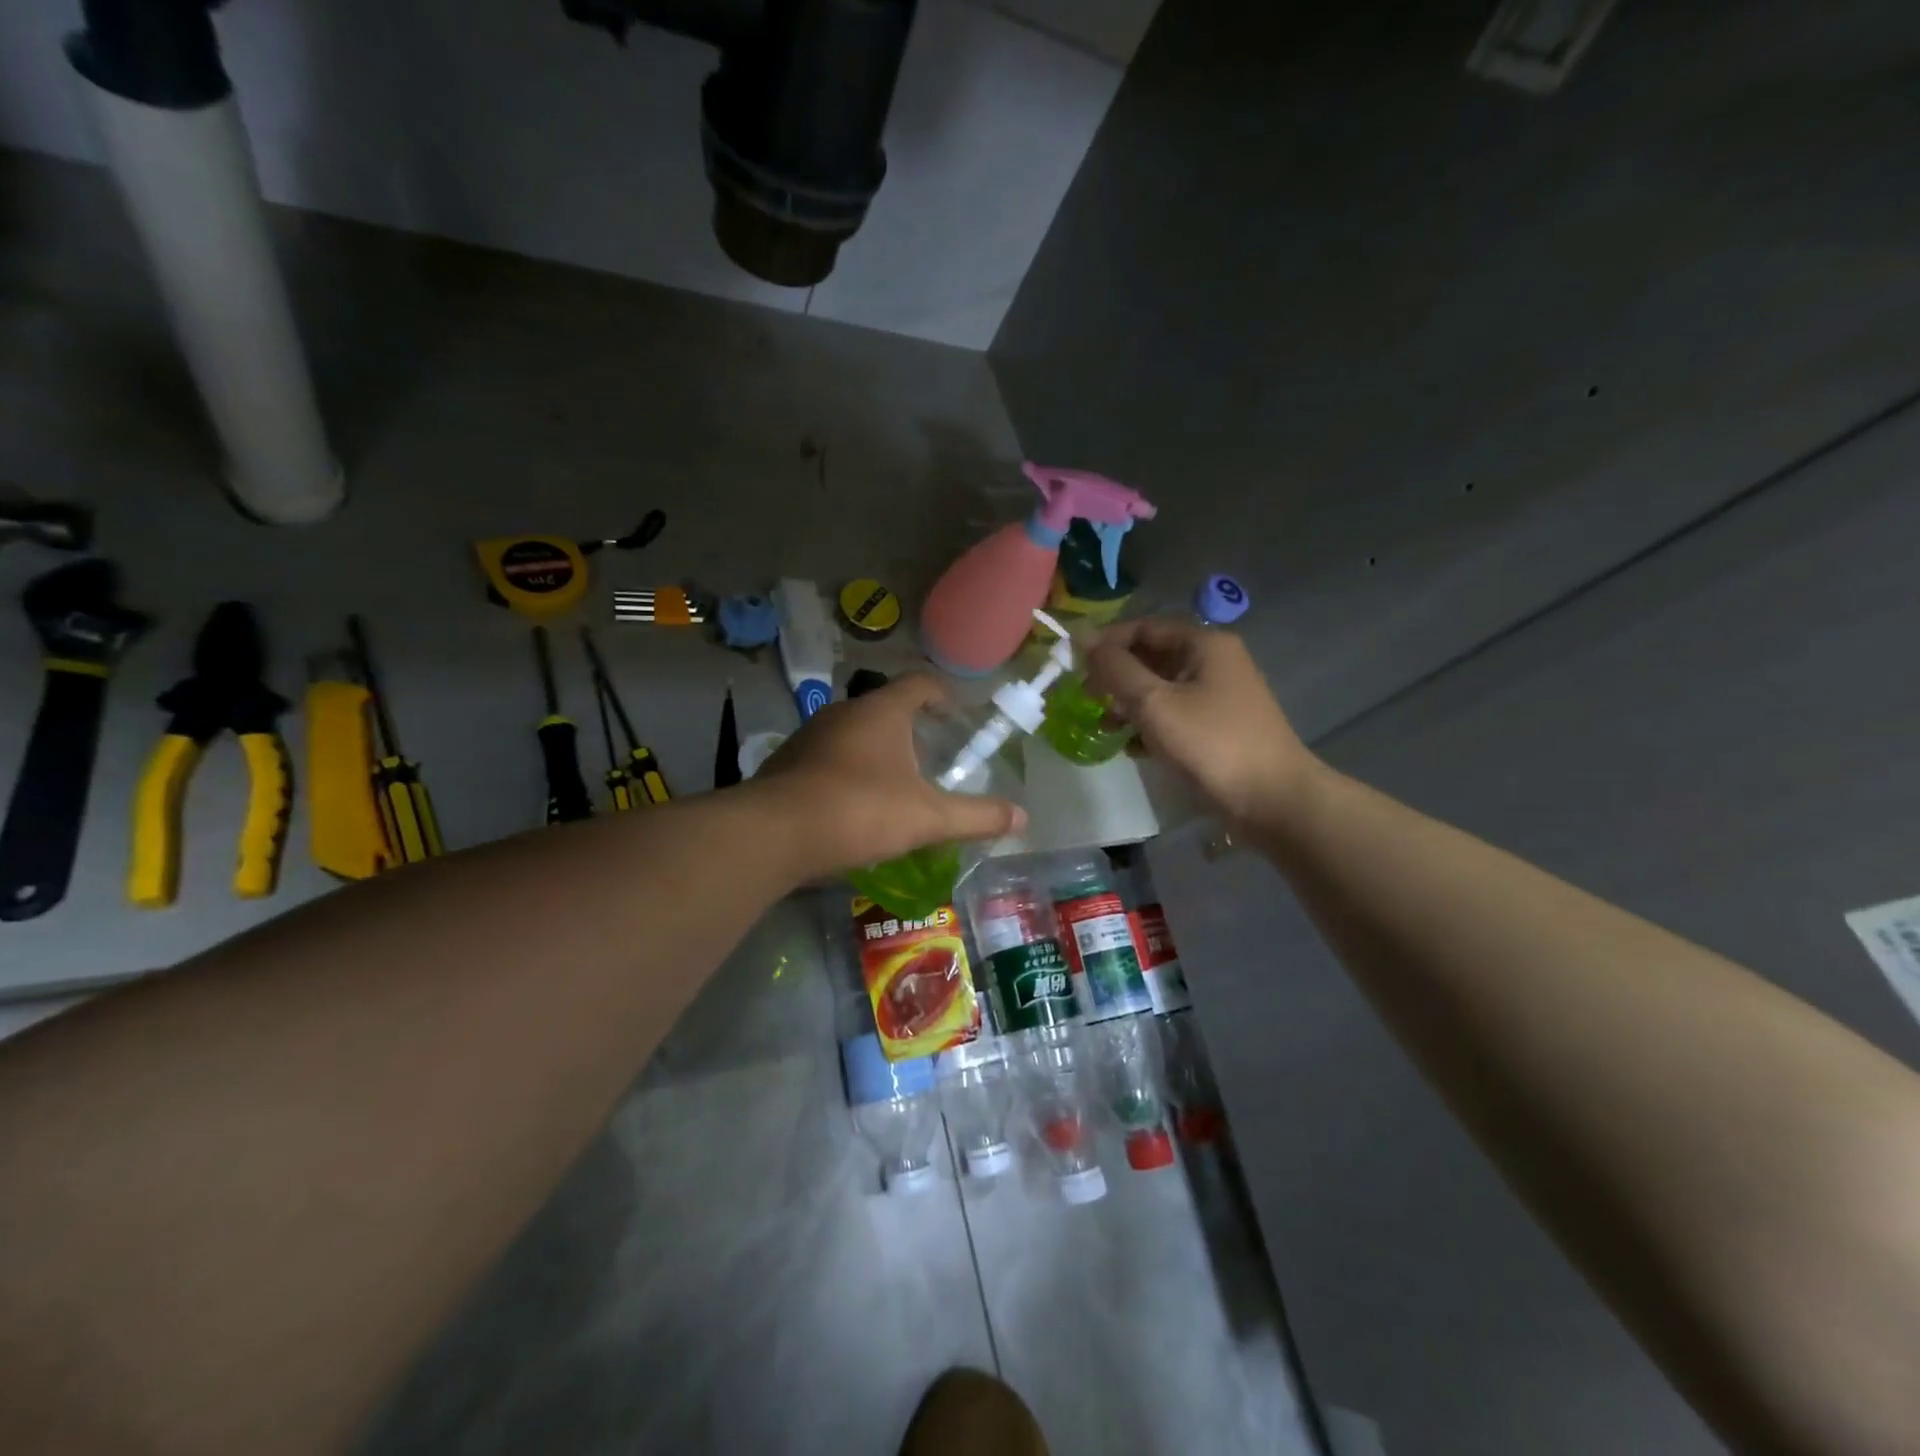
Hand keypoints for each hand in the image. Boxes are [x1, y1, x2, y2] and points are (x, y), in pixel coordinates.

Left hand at [753, 673, 1025, 874]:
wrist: (774, 834)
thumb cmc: (861, 811)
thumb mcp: (928, 818)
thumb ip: (977, 816)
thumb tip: (1023, 817)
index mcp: (881, 712)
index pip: (919, 684)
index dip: (943, 694)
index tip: (959, 713)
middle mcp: (842, 713)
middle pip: (885, 710)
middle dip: (911, 731)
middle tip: (932, 759)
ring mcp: (808, 737)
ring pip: (852, 736)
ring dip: (876, 754)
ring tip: (894, 787)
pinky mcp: (784, 765)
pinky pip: (825, 760)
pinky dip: (845, 774)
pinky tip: (852, 809)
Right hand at [1084, 619, 1317, 822]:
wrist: (1273, 800)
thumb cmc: (1211, 743)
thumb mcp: (1154, 702)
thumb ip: (1116, 669)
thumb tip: (1084, 639)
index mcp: (1204, 644)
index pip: (1144, 627)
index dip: (1106, 642)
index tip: (1073, 665)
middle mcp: (1214, 662)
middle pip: (1152, 657)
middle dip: (1116, 677)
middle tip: (1086, 699)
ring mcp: (1219, 696)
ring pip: (1161, 688)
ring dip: (1129, 704)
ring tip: (1105, 727)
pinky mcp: (1219, 727)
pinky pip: (1174, 715)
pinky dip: (1150, 726)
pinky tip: (1131, 748)